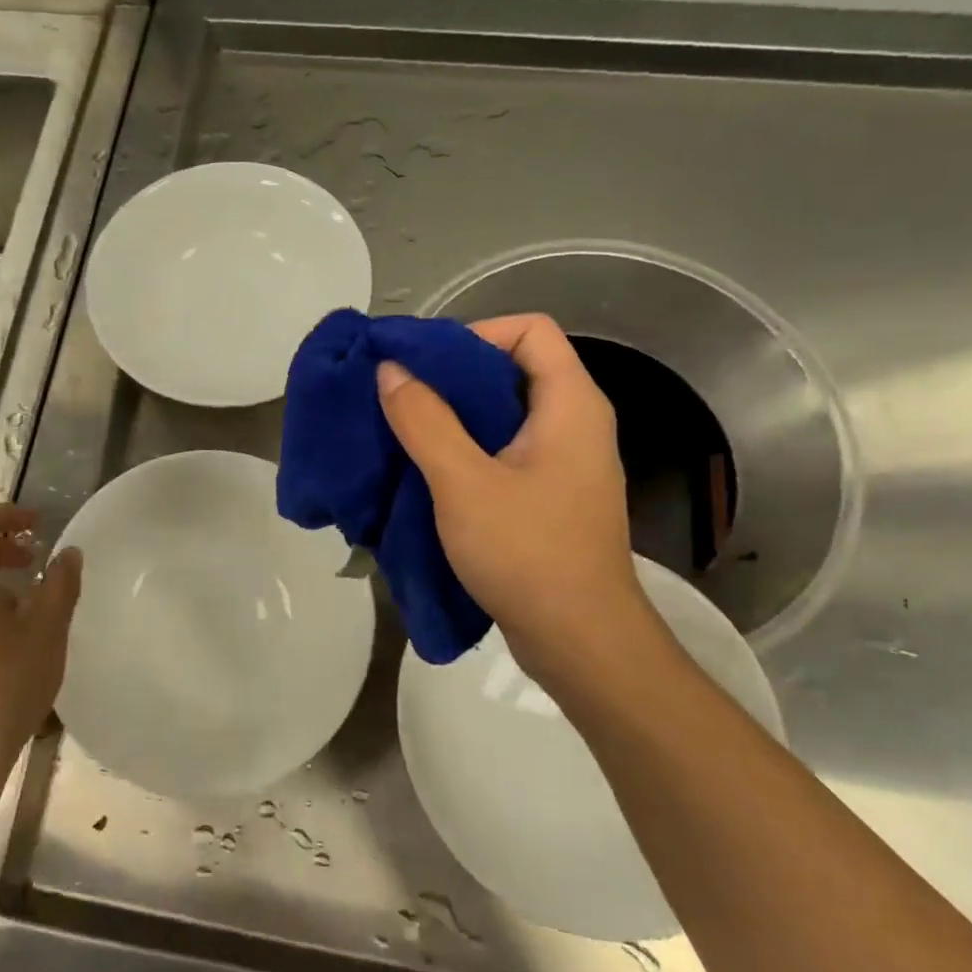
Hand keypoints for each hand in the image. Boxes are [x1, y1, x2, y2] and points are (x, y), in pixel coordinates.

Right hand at [376, 313, 654, 686]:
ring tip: (403, 428)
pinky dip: (465, 449)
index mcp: (570, 404)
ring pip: (504, 413)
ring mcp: (564, 463)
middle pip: (513, 368)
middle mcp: (575, 423)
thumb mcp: (464, 482)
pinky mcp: (549, 496)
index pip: (530, 329)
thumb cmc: (527, 553)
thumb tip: (391, 370)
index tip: (423, 362)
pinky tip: (426, 469)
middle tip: (399, 393)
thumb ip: (424, 420)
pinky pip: (504, 451)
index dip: (475, 332)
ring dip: (453, 415)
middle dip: (452, 375)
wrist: (580, 642)